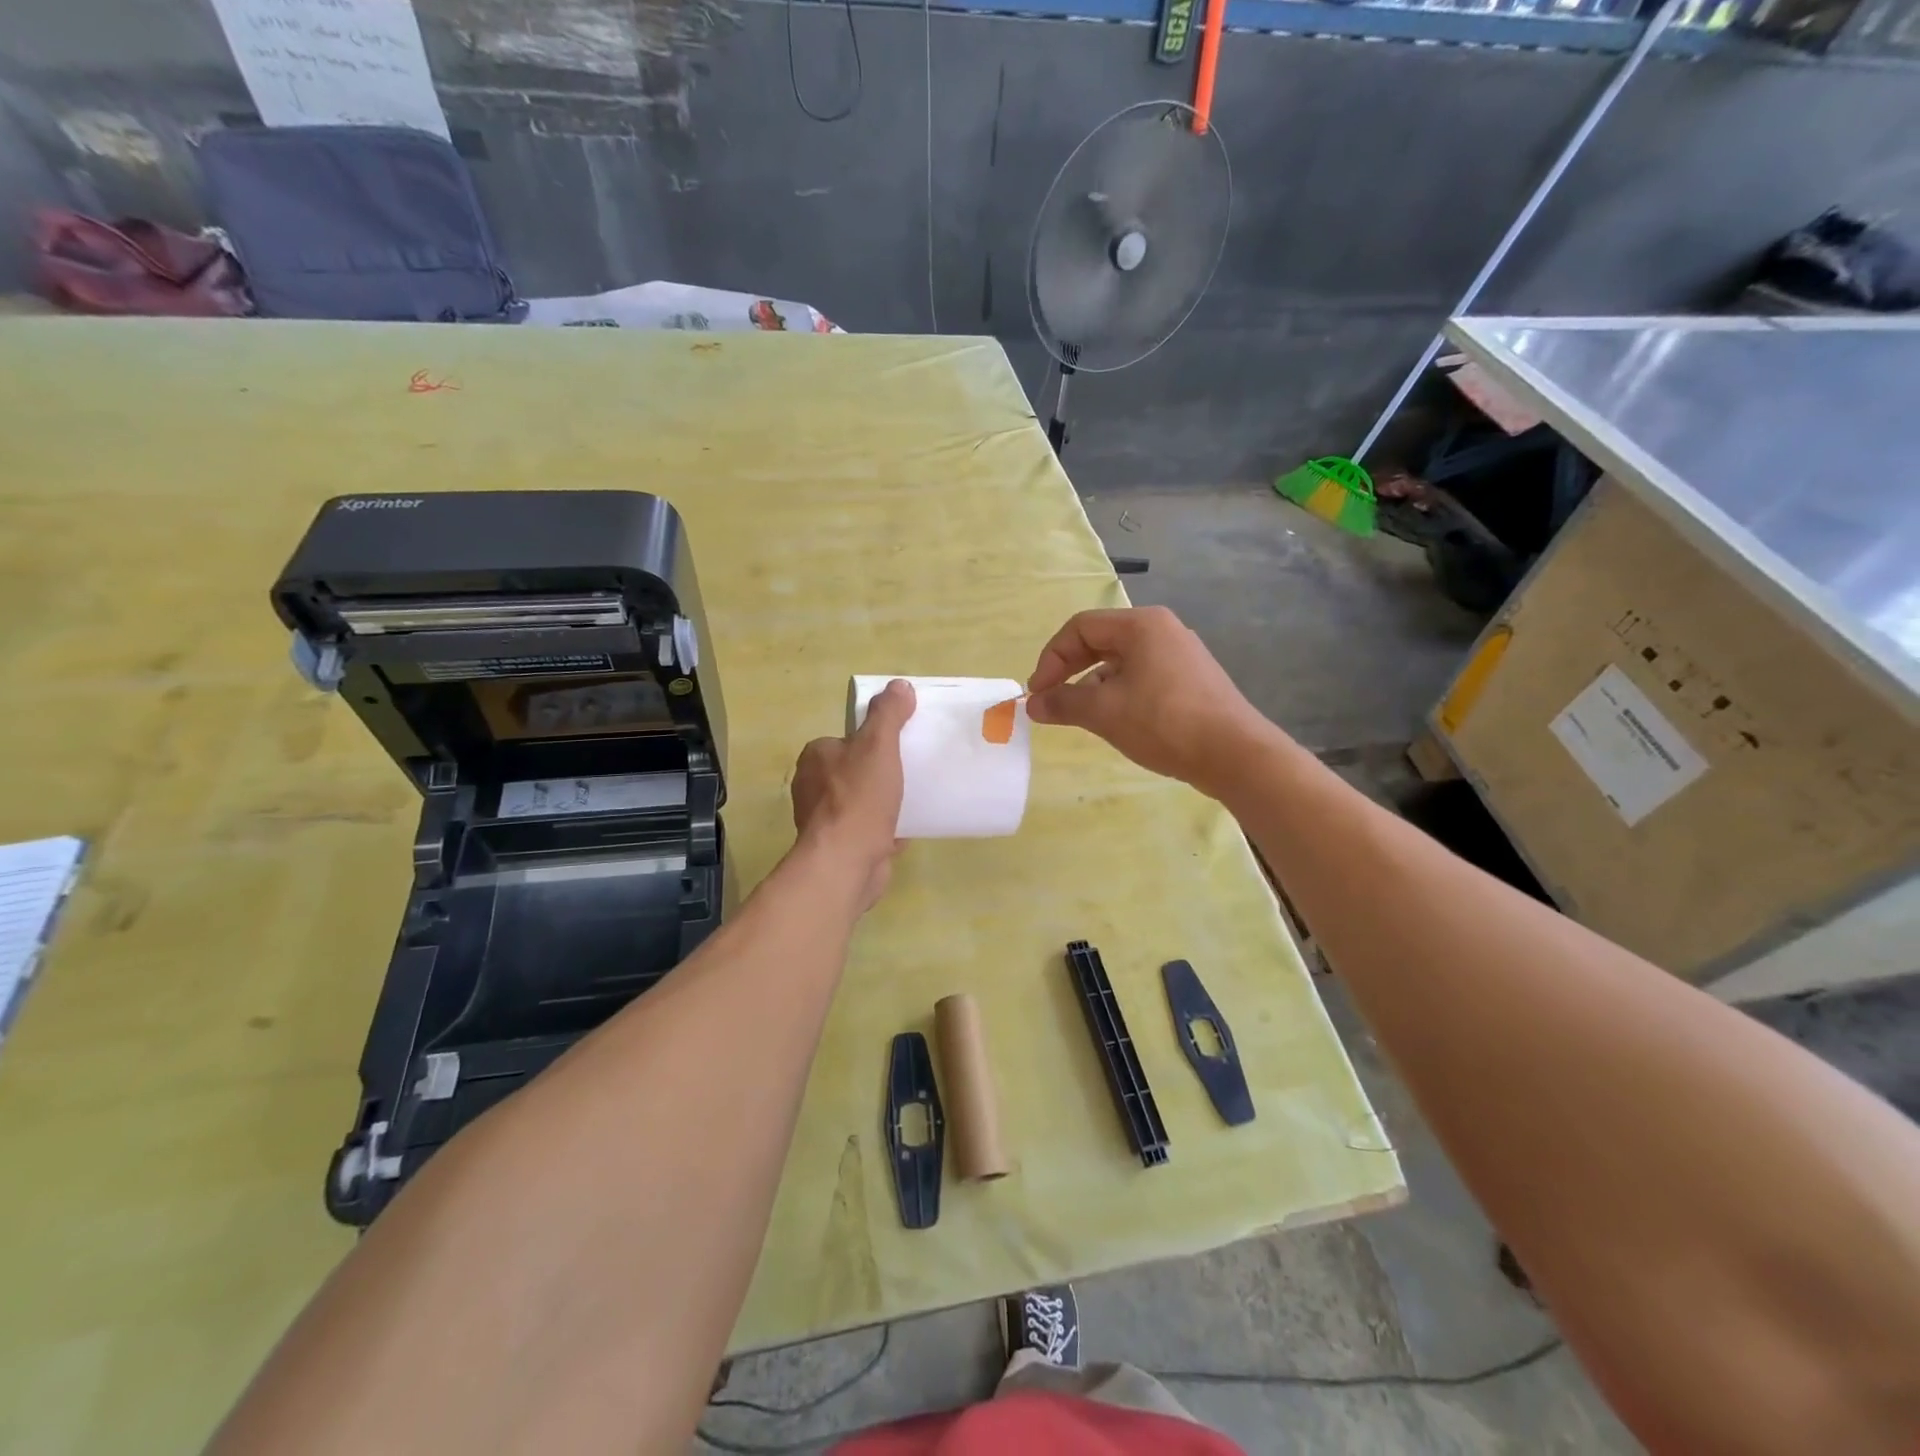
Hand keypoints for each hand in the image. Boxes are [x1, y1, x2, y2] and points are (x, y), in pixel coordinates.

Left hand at [791, 679, 914, 909]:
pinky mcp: (840, 847)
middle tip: (912, 771)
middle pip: (854, 770)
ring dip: (884, 802)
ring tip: (915, 798)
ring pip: (861, 802)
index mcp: (815, 757)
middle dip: (880, 772)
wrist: (846, 861)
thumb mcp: (878, 745)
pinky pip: (868, 830)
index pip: (846, 739)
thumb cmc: (859, 798)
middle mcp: (812, 787)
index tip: (900, 745)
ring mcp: (824, 820)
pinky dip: (886, 828)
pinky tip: (908, 828)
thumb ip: (888, 714)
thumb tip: (899, 685)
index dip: (872, 741)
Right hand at [1026, 607, 1273, 796]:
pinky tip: (1116, 721)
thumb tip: (1033, 704)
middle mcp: (1162, 630)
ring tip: (1081, 715)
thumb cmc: (1163, 722)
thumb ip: (1063, 703)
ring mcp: (1180, 654)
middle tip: (1051, 700)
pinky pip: (1142, 677)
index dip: (1051, 658)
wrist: (1234, 754)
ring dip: (1092, 685)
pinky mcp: (1191, 680)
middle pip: (1100, 641)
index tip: (1038, 693)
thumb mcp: (1104, 712)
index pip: (1080, 628)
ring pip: (1121, 662)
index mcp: (1141, 624)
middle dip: (1069, 671)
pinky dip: (1119, 693)